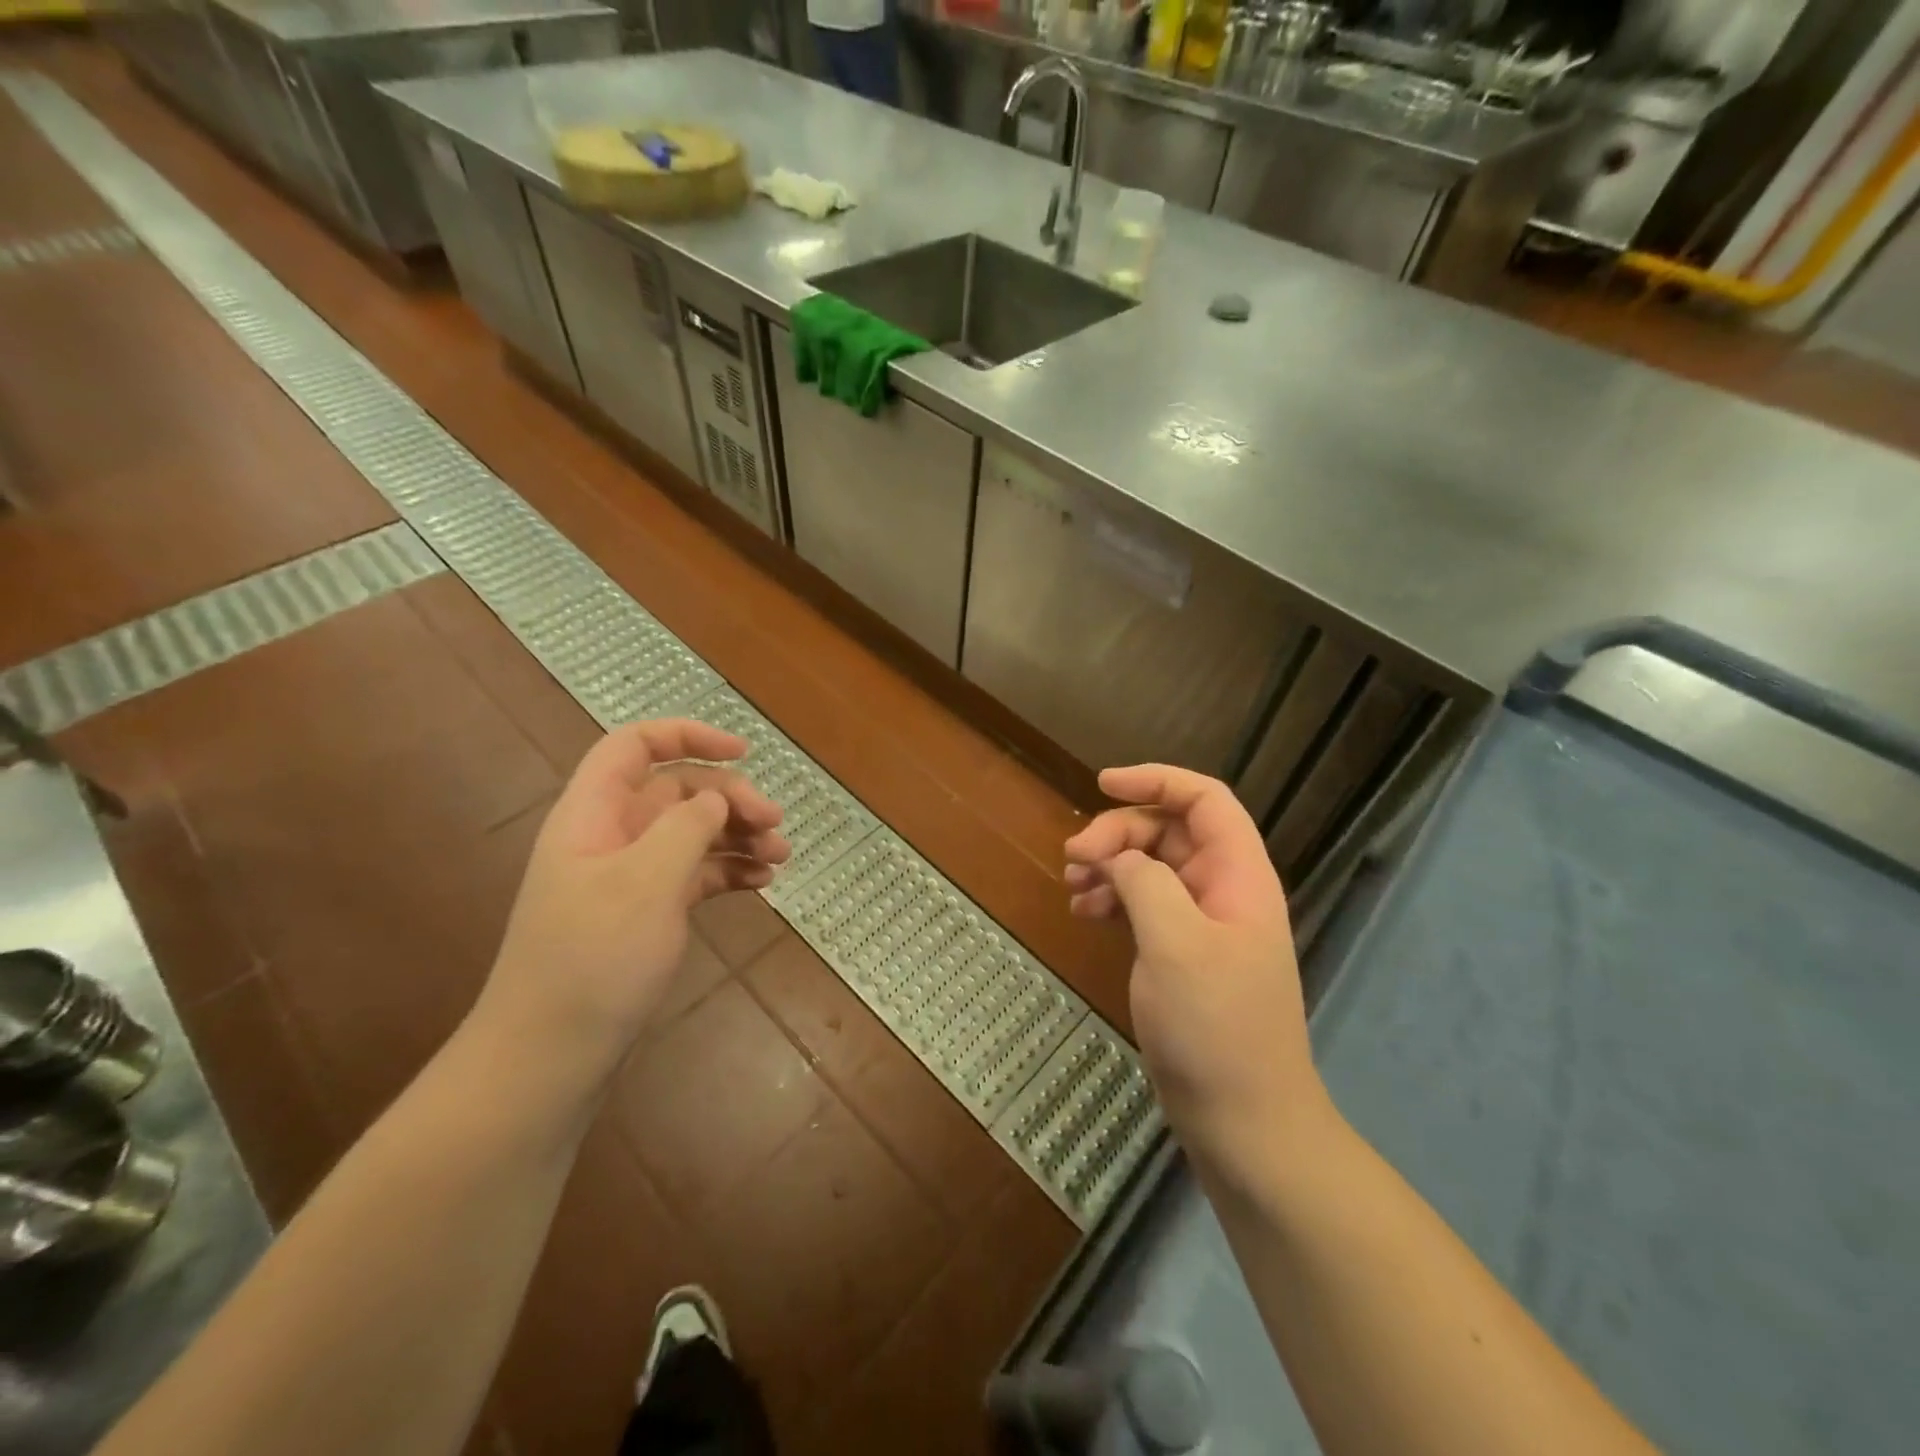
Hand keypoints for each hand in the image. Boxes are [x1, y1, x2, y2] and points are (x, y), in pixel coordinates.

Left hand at [476, 719, 789, 1075]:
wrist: (550, 1056)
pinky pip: (694, 874)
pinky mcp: (645, 912)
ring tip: (782, 855)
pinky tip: (762, 882)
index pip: (635, 746)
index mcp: (594, 814)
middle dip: (730, 797)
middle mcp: (611, 836)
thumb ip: (687, 826)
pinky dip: (728, 870)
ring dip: (737, 835)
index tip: (745, 751)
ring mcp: (628, 877)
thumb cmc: (594, 959)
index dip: (688, 735)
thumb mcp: (646, 881)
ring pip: (691, 833)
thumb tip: (716, 799)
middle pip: (677, 790)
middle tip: (775, 823)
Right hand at [1064, 765, 1326, 1160]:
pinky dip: (1112, 899)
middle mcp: (1223, 890)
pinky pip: (1144, 905)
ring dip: (1109, 865)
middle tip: (1073, 857)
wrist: (1243, 1121)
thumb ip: (1144, 882)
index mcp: (1239, 875)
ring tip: (1071, 885)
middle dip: (1118, 833)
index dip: (1155, 780)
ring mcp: (1202, 924)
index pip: (1204, 800)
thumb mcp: (1175, 943)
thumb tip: (1119, 857)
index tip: (1101, 785)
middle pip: (1168, 832)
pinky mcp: (1181, 954)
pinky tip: (1084, 912)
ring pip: (1151, 867)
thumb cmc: (1214, 1027)